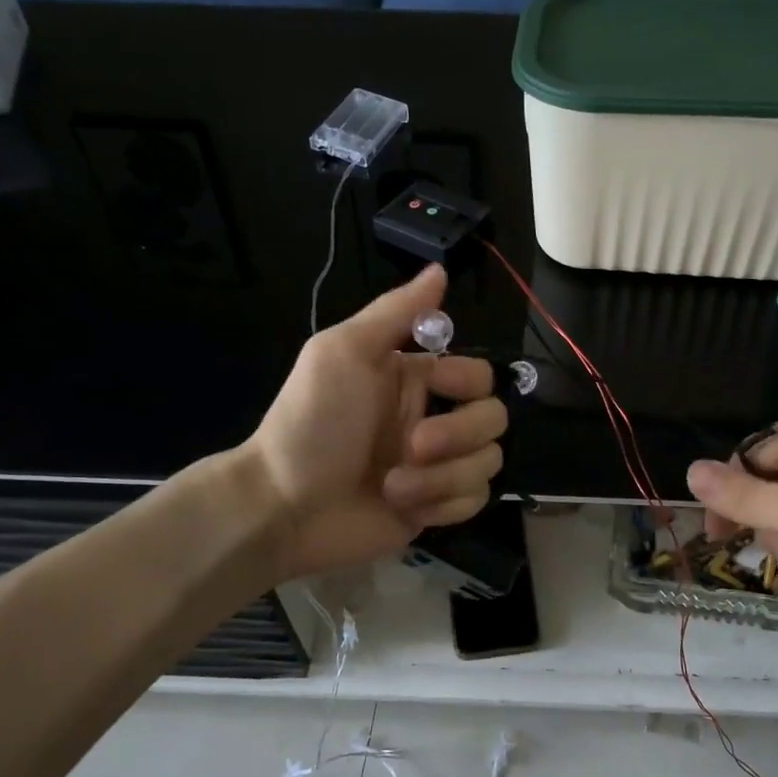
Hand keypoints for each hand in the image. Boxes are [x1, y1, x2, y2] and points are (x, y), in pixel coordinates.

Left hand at [243, 265, 507, 580]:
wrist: (283, 506)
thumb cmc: (311, 423)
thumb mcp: (344, 352)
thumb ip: (395, 311)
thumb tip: (440, 269)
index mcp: (415, 380)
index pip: (479, 373)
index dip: (467, 380)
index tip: (436, 384)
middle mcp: (432, 418)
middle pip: (493, 418)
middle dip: (458, 434)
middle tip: (413, 446)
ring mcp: (437, 467)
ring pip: (488, 461)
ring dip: (443, 476)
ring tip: (394, 485)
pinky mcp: (436, 507)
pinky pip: (475, 500)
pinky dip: (443, 504)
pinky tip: (406, 507)